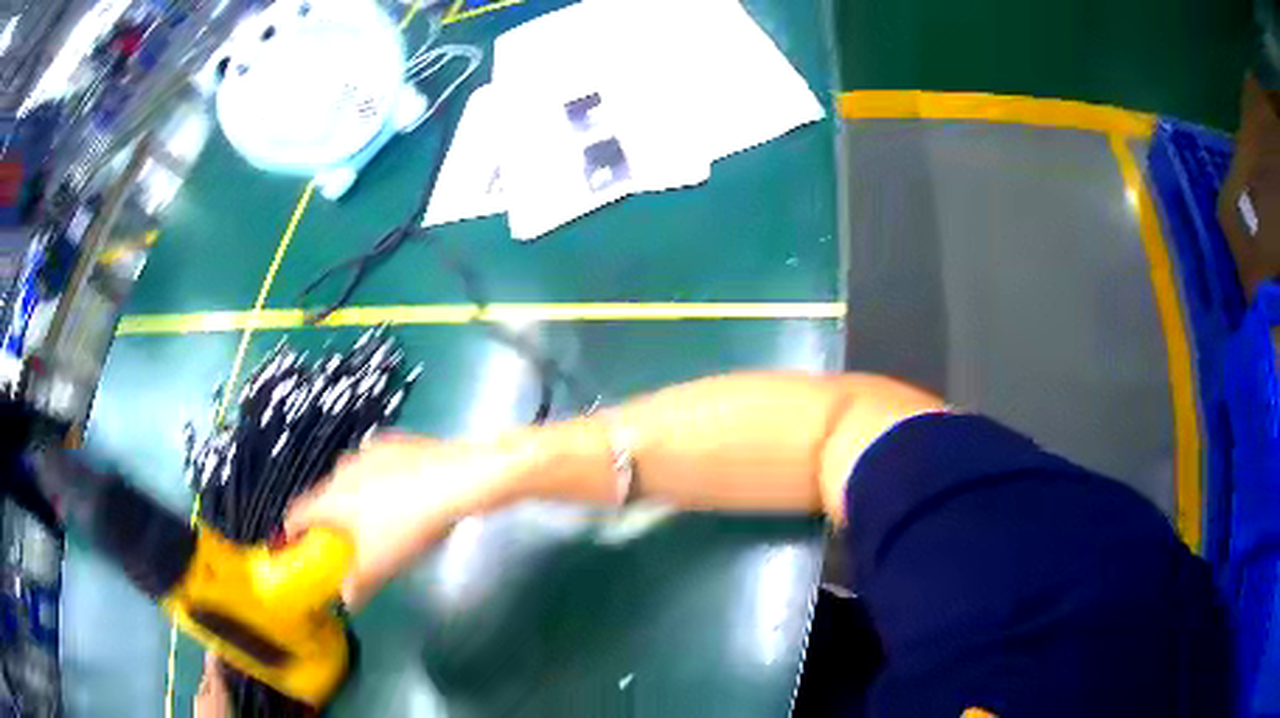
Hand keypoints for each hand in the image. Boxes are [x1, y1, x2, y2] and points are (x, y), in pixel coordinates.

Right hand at [284, 433, 512, 607]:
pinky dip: (379, 479)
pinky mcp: (395, 440)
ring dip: (354, 496)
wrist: (456, 480)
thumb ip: (358, 585)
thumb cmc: (407, 527)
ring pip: (350, 477)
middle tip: (344, 540)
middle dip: (329, 517)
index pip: (298, 513)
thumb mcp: (381, 566)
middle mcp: (341, 469)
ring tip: (375, 517)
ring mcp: (368, 450)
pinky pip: (377, 464)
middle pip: (324, 495)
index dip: (293, 529)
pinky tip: (401, 492)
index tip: (296, 543)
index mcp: (330, 498)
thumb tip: (346, 601)